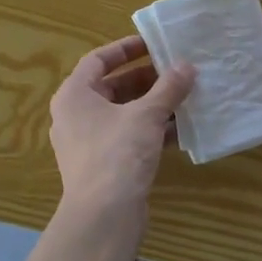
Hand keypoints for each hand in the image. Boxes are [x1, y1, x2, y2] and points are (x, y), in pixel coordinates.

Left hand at [49, 37, 193, 214]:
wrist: (103, 216)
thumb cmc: (118, 154)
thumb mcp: (146, 115)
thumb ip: (168, 88)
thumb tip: (187, 66)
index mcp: (74, 95)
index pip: (98, 60)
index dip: (126, 49)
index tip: (153, 44)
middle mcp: (75, 115)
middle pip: (111, 87)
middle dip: (145, 79)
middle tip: (176, 71)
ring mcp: (87, 142)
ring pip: (122, 114)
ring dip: (152, 105)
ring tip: (184, 95)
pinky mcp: (102, 165)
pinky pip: (127, 137)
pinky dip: (150, 130)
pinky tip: (180, 129)